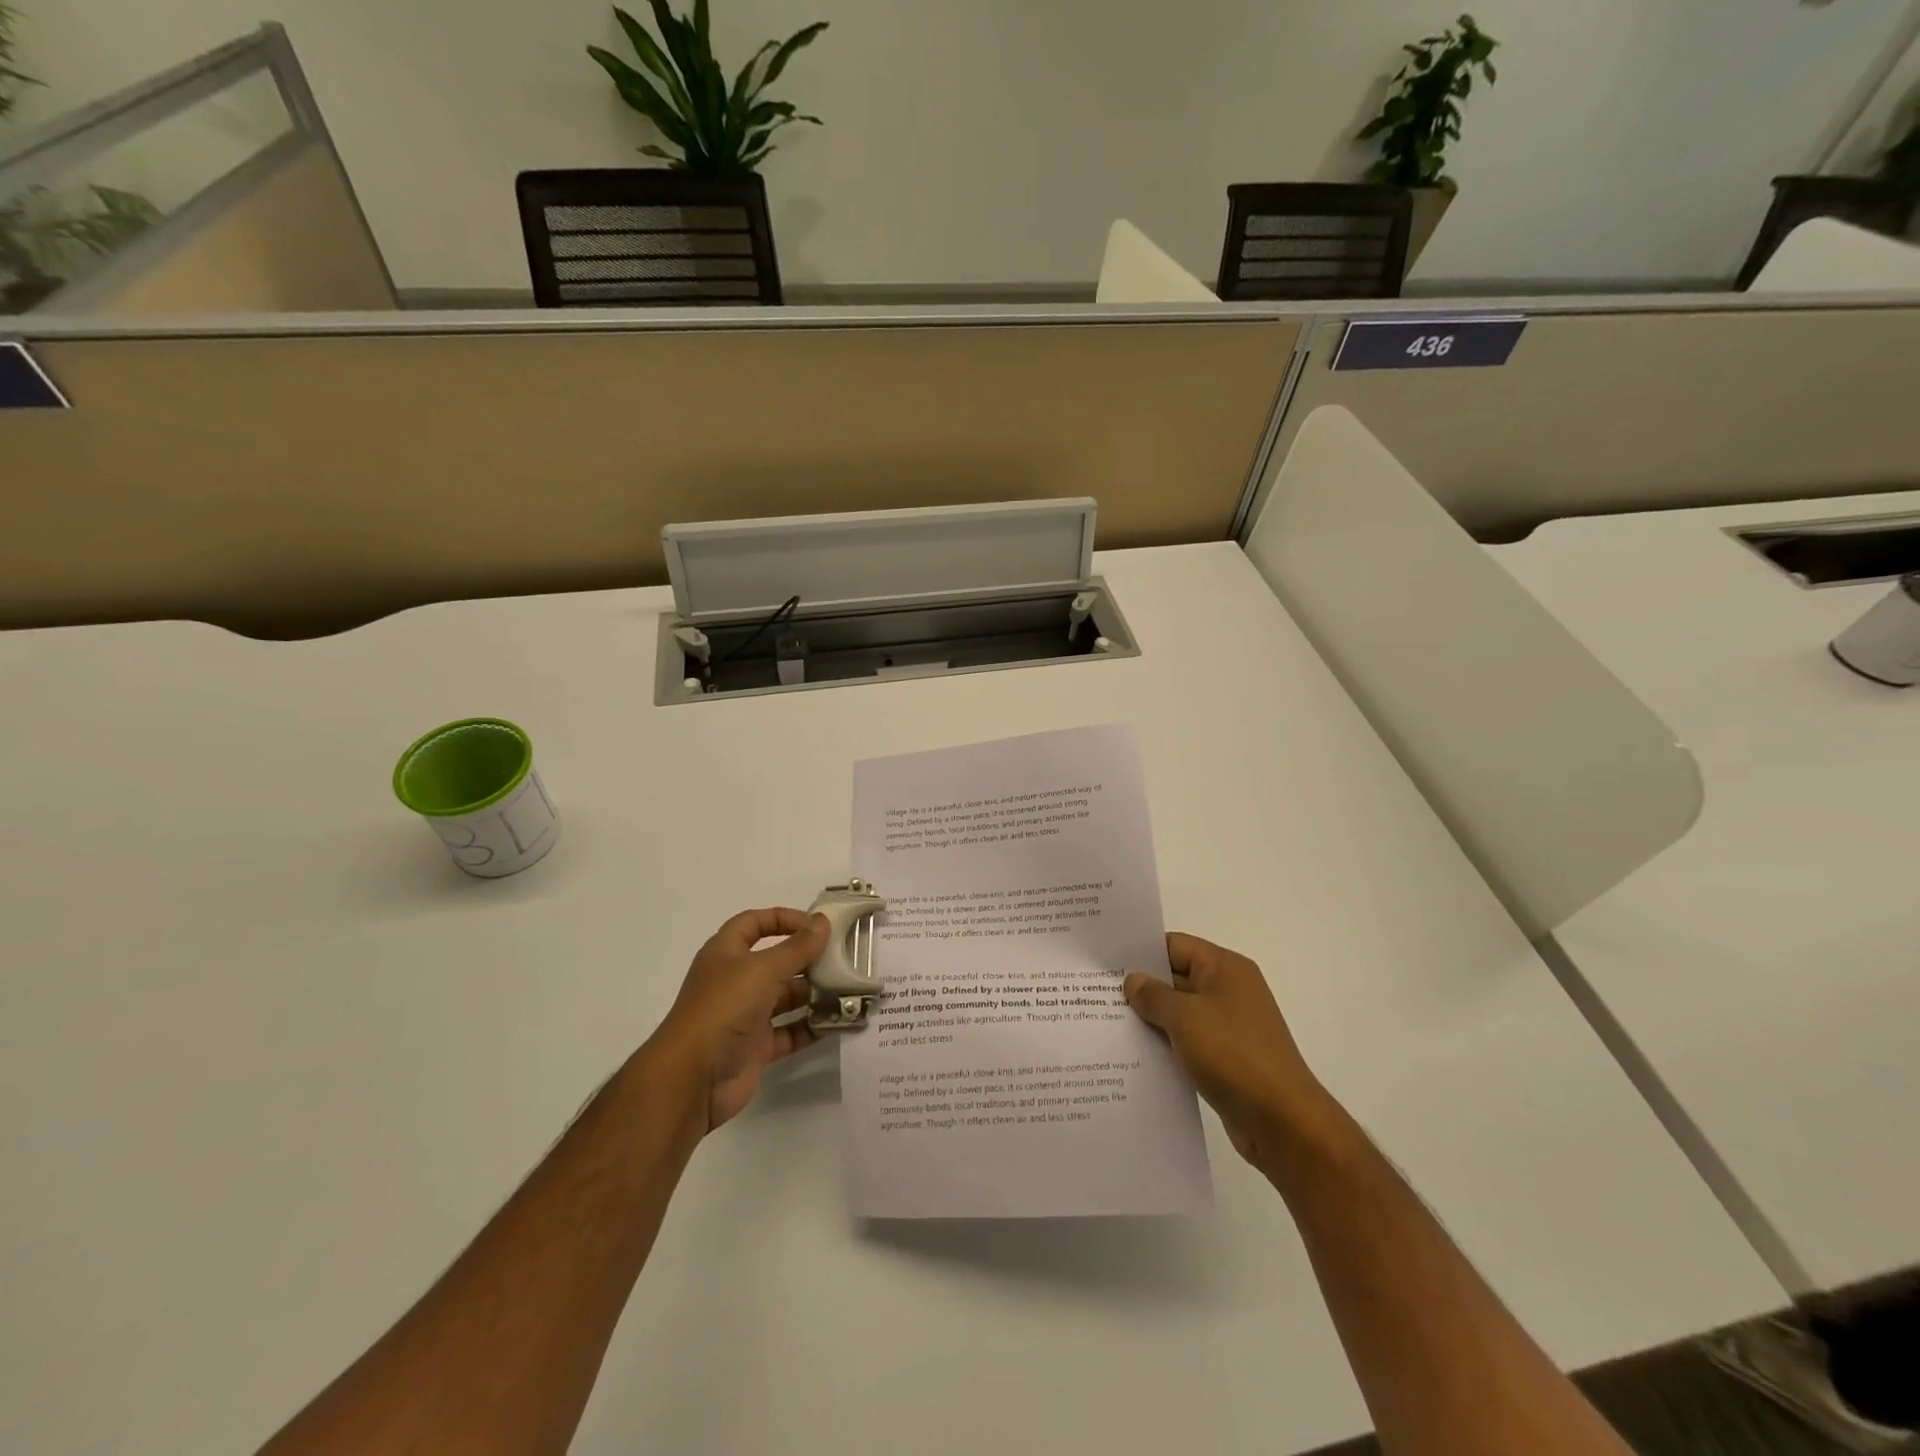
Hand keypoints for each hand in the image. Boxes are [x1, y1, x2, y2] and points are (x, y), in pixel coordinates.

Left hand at [646, 907, 829, 1133]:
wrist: (692, 1079)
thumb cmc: (724, 1009)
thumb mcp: (762, 969)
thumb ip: (797, 947)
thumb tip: (823, 922)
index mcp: (726, 954)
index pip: (754, 923)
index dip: (783, 919)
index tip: (816, 925)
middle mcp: (735, 981)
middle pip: (776, 961)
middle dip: (807, 958)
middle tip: (843, 957)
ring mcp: (746, 1015)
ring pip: (786, 997)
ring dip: (814, 993)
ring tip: (847, 989)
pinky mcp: (757, 1047)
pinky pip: (790, 1031)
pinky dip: (811, 1026)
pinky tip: (837, 1021)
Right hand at [1124, 933, 1335, 1175]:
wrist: (1283, 1122)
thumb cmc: (1233, 1054)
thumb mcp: (1184, 1017)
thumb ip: (1153, 995)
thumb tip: (1133, 981)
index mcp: (1225, 968)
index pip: (1174, 945)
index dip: (1140, 952)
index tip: (1105, 962)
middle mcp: (1229, 991)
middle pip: (1176, 978)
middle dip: (1141, 988)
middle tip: (1097, 994)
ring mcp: (1230, 1026)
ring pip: (1180, 1013)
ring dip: (1151, 1020)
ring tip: (1108, 1025)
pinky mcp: (1227, 1059)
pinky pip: (1188, 1042)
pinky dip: (1166, 1046)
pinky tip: (1136, 1056)